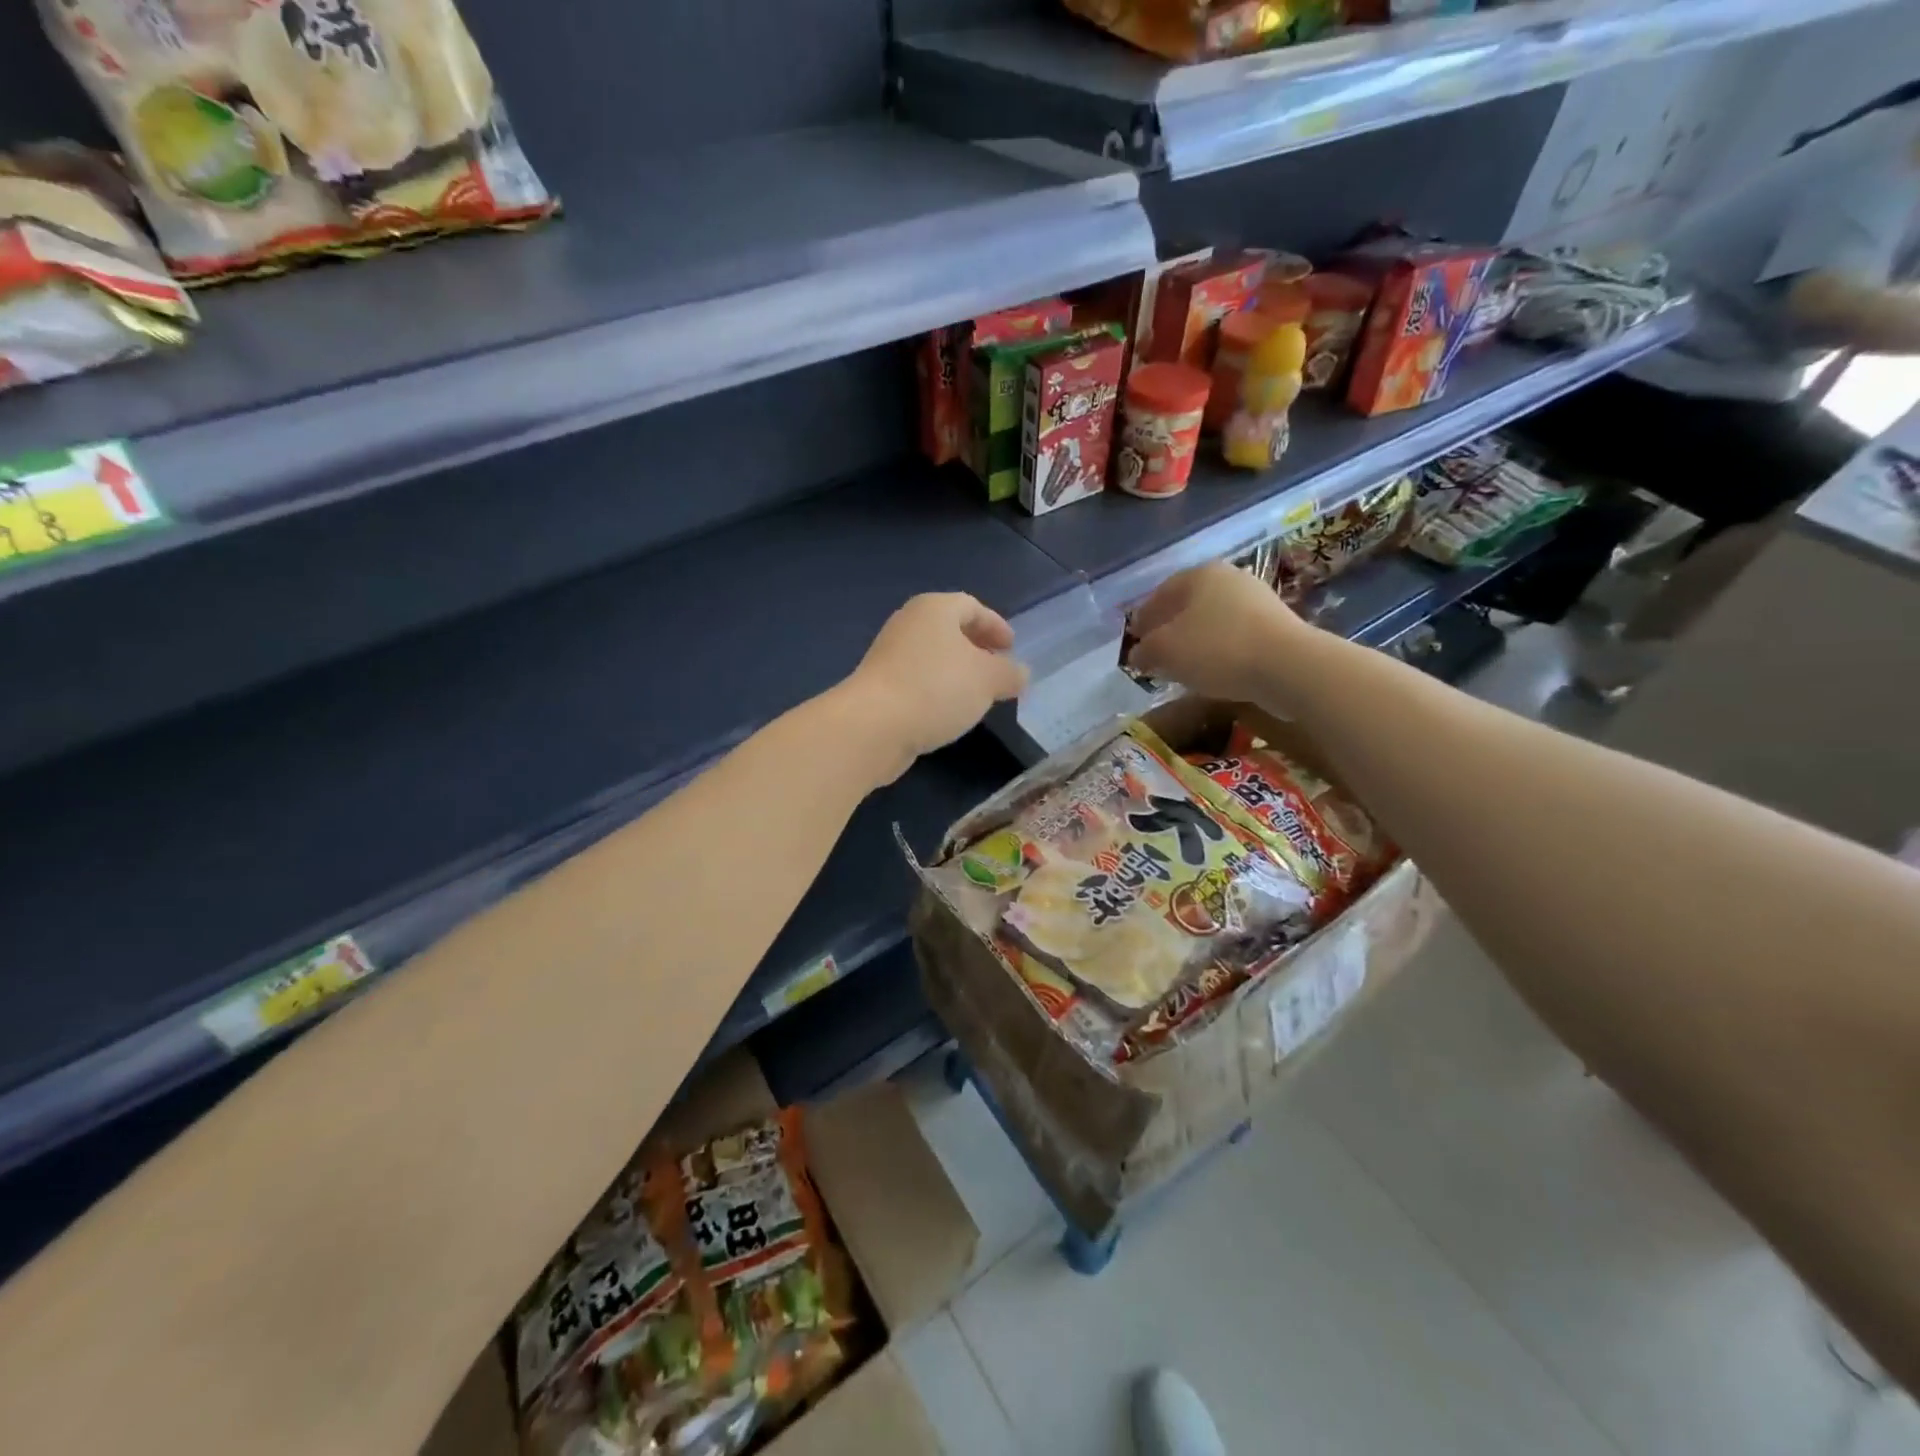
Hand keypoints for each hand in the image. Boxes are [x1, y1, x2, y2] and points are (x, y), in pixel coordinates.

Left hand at [842, 593, 1028, 781]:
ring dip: (957, 672)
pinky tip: (949, 712)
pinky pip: (918, 680)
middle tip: (998, 670)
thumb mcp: (987, 680)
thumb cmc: (937, 689)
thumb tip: (1020, 673)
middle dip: (977, 648)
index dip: (996, 625)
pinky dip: (938, 690)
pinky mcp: (880, 686)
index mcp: (934, 609)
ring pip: (933, 657)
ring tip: (978, 695)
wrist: (873, 726)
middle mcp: (909, 624)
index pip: (971, 606)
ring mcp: (890, 655)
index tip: (1012, 648)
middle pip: (950, 629)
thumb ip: (1009, 673)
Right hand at [1128, 561, 1307, 705]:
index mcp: (1198, 574)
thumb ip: (1145, 650)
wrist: (1287, 666)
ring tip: (1183, 666)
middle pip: (1188, 605)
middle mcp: (1229, 578)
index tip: (1133, 641)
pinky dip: (1219, 649)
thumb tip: (1137, 654)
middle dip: (1169, 628)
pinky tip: (1213, 669)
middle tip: (1156, 653)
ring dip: (1194, 640)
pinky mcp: (1277, 624)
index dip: (1142, 619)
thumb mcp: (1165, 651)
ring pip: (1212, 620)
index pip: (1159, 594)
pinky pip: (1235, 635)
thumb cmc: (1216, 649)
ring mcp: (1257, 599)